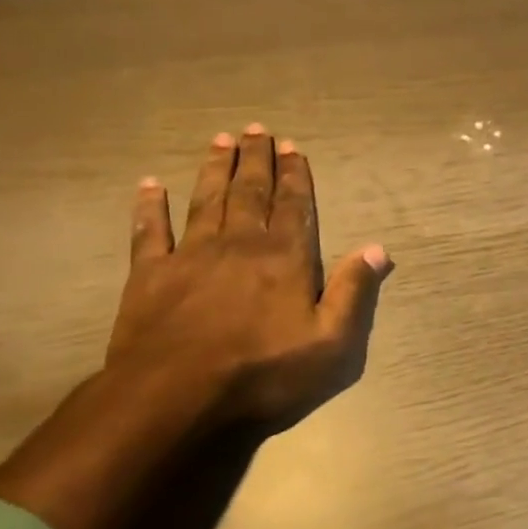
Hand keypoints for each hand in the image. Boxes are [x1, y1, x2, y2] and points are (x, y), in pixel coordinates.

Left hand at [106, 124, 392, 433]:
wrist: (177, 399)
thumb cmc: (264, 373)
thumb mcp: (332, 342)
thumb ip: (354, 291)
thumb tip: (378, 248)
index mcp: (285, 257)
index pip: (293, 205)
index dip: (295, 175)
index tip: (292, 147)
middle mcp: (240, 244)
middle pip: (250, 193)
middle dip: (256, 160)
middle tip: (256, 129)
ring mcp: (191, 256)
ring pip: (206, 201)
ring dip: (214, 169)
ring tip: (220, 140)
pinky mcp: (149, 276)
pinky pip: (150, 232)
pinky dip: (149, 207)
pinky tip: (149, 185)